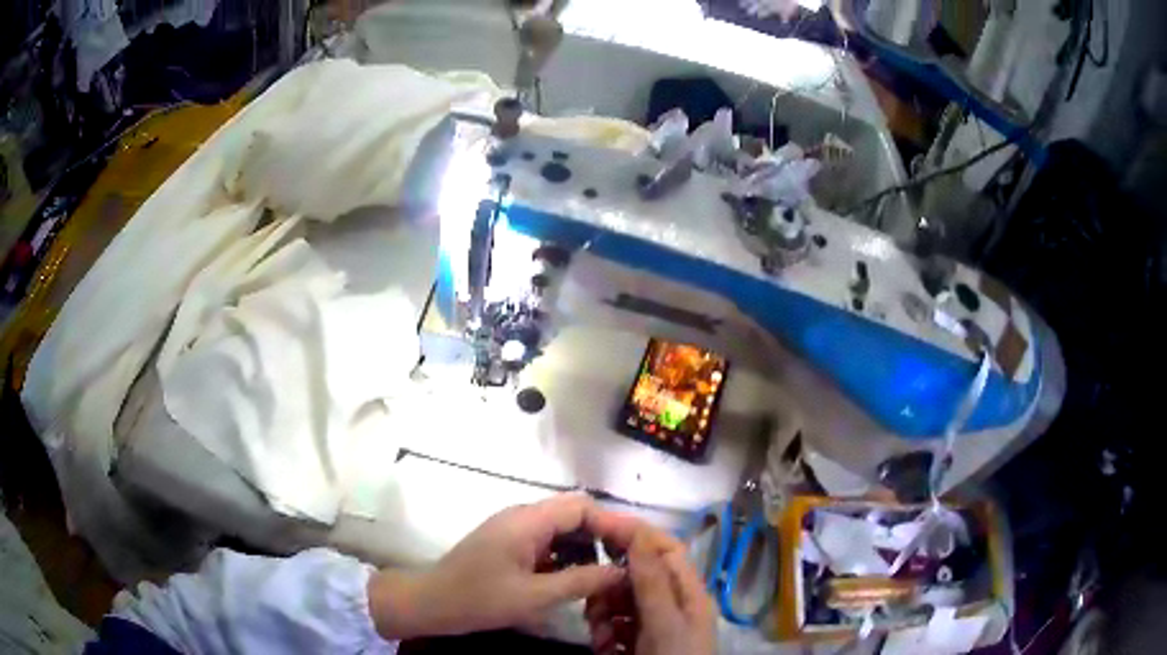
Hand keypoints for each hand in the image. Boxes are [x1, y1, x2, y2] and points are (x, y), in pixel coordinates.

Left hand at [367, 494, 629, 638]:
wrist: (430, 603)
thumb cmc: (479, 598)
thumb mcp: (534, 596)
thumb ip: (580, 581)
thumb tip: (621, 571)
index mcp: (527, 521)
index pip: (581, 507)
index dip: (612, 523)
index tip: (635, 547)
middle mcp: (521, 516)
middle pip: (573, 514)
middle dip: (602, 536)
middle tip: (625, 564)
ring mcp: (512, 529)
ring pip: (561, 529)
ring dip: (584, 548)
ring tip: (604, 575)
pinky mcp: (507, 543)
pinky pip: (546, 541)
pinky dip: (565, 556)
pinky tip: (574, 579)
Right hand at [586, 524, 716, 654]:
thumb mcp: (666, 623)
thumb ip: (652, 582)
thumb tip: (639, 533)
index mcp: (688, 592)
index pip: (665, 548)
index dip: (634, 532)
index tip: (597, 523)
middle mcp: (672, 603)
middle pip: (635, 575)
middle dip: (608, 584)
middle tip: (591, 599)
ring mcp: (654, 624)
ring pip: (618, 600)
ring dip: (602, 613)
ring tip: (601, 636)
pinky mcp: (637, 641)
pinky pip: (612, 624)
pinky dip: (603, 632)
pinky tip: (604, 647)